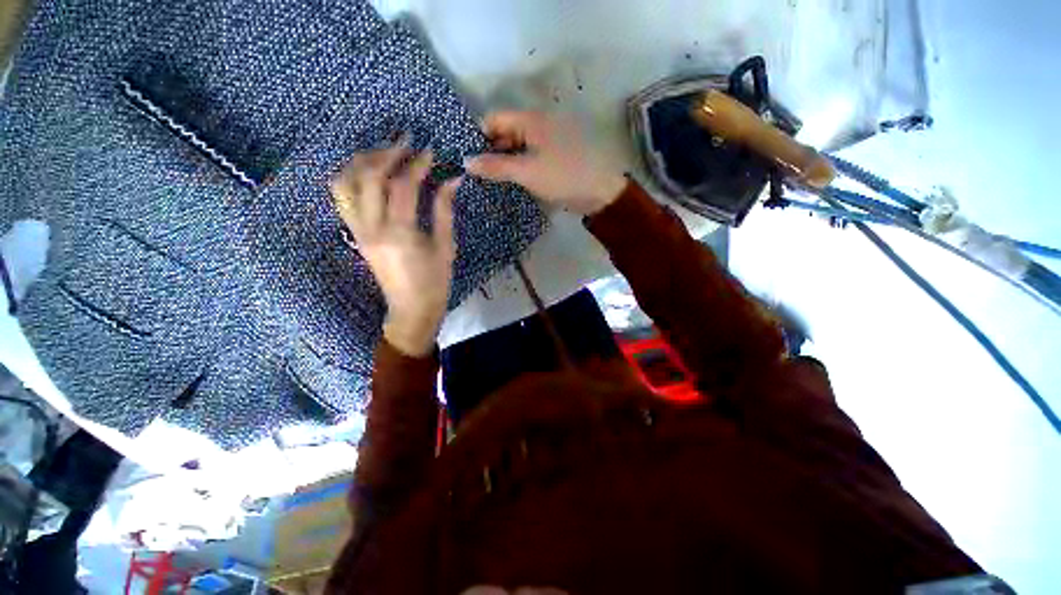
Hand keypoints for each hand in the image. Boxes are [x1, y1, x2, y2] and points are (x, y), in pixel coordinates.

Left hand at [331, 139, 459, 356]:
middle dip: (387, 153)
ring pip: (346, 183)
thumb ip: (444, 210)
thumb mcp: (445, 246)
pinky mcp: (355, 234)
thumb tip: (452, 180)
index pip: (403, 186)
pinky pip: (342, 198)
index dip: (417, 164)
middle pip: (369, 176)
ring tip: (383, 152)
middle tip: (406, 142)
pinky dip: (351, 177)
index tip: (430, 151)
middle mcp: (372, 228)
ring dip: (363, 161)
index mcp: (400, 233)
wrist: (411, 309)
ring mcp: (358, 231)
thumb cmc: (435, 281)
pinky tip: (368, 172)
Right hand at [464, 111, 627, 215]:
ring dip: (503, 163)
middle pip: (505, 133)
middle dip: (489, 152)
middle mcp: (537, 126)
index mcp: (530, 120)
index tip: (467, 160)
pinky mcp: (553, 159)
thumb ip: (495, 166)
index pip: (494, 120)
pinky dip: (517, 169)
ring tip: (488, 182)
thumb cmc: (563, 176)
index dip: (478, 137)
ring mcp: (546, 143)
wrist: (600, 192)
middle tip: (475, 175)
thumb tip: (466, 162)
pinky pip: (529, 159)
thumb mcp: (526, 171)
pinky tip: (509, 183)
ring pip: (516, 148)